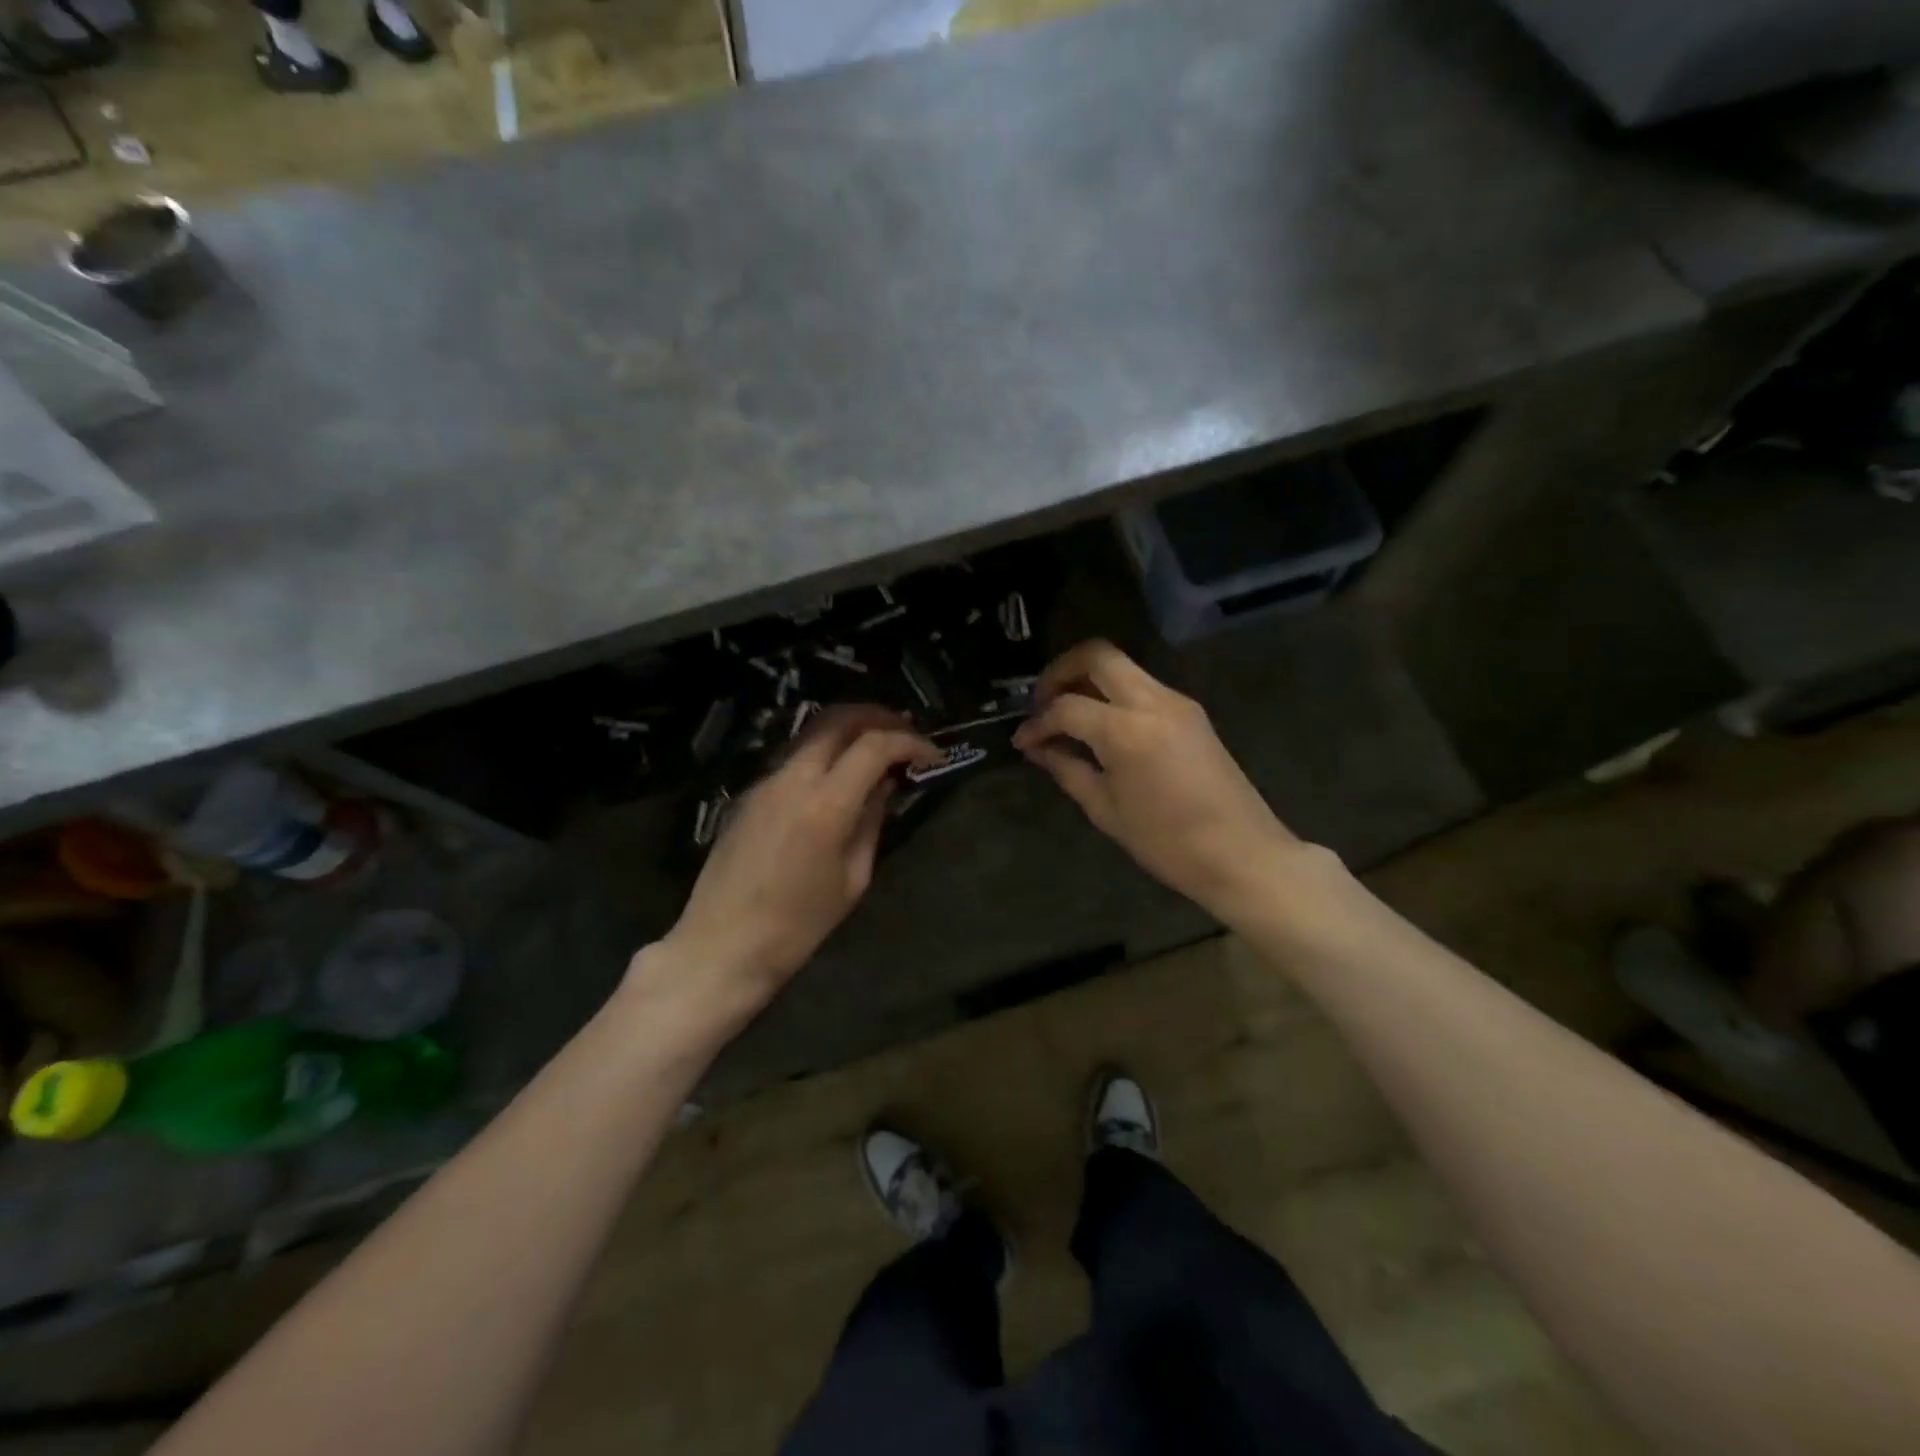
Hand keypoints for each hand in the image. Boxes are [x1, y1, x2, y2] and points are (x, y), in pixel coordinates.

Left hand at [652, 707, 939, 1013]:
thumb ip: (871, 823)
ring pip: (812, 731)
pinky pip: (794, 756)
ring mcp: (765, 782)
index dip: (910, 743)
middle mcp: (792, 779)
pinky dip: (825, 750)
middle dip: (878, 717)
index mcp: (825, 805)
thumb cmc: (797, 927)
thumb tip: (885, 786)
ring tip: (877, 746)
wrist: (722, 946)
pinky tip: (840, 774)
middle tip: (906, 732)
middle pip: (838, 719)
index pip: (874, 746)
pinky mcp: (750, 793)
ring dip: (850, 729)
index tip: (932, 756)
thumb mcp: (852, 879)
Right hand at [1012, 640, 1323, 922]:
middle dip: (1061, 671)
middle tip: (1043, 702)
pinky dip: (1114, 694)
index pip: (1067, 707)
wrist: (1242, 854)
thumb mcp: (1106, 810)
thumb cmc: (1167, 843)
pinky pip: (1142, 686)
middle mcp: (1153, 701)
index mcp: (1127, 730)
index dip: (1038, 723)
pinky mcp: (1191, 712)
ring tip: (1067, 714)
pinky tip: (1101, 726)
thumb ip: (1067, 769)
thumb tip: (1038, 748)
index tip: (1023, 742)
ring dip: (1089, 679)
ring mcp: (1177, 702)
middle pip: (1097, 655)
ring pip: (1122, 666)